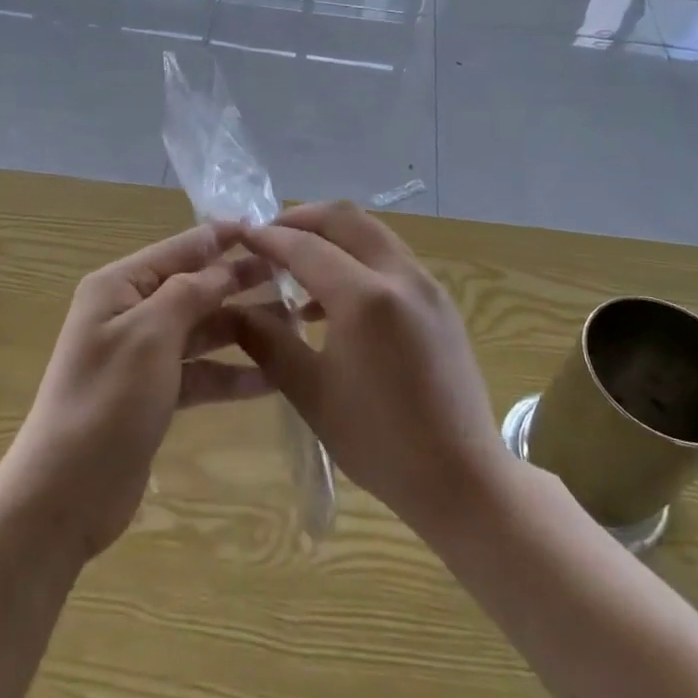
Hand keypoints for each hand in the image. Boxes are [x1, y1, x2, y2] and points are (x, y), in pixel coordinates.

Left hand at [0, 222, 273, 562]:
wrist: (65, 493)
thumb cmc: (107, 401)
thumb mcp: (150, 335)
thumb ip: (189, 293)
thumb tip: (222, 266)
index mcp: (118, 287)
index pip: (179, 249)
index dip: (221, 238)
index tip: (267, 228)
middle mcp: (129, 313)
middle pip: (193, 288)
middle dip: (237, 281)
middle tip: (291, 276)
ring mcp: (142, 356)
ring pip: (200, 330)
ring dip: (241, 327)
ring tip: (293, 325)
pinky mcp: (153, 394)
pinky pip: (199, 372)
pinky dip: (230, 373)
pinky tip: (272, 377)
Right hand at [231, 201, 510, 541]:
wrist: (463, 480)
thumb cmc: (379, 442)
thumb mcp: (311, 392)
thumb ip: (268, 341)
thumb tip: (233, 309)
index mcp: (365, 298)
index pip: (306, 247)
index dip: (268, 238)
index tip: (240, 236)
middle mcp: (400, 276)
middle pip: (345, 218)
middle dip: (302, 218)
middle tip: (269, 236)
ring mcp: (427, 285)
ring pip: (372, 232)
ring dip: (332, 236)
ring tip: (296, 265)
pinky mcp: (440, 301)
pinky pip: (391, 257)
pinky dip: (357, 257)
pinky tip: (334, 299)